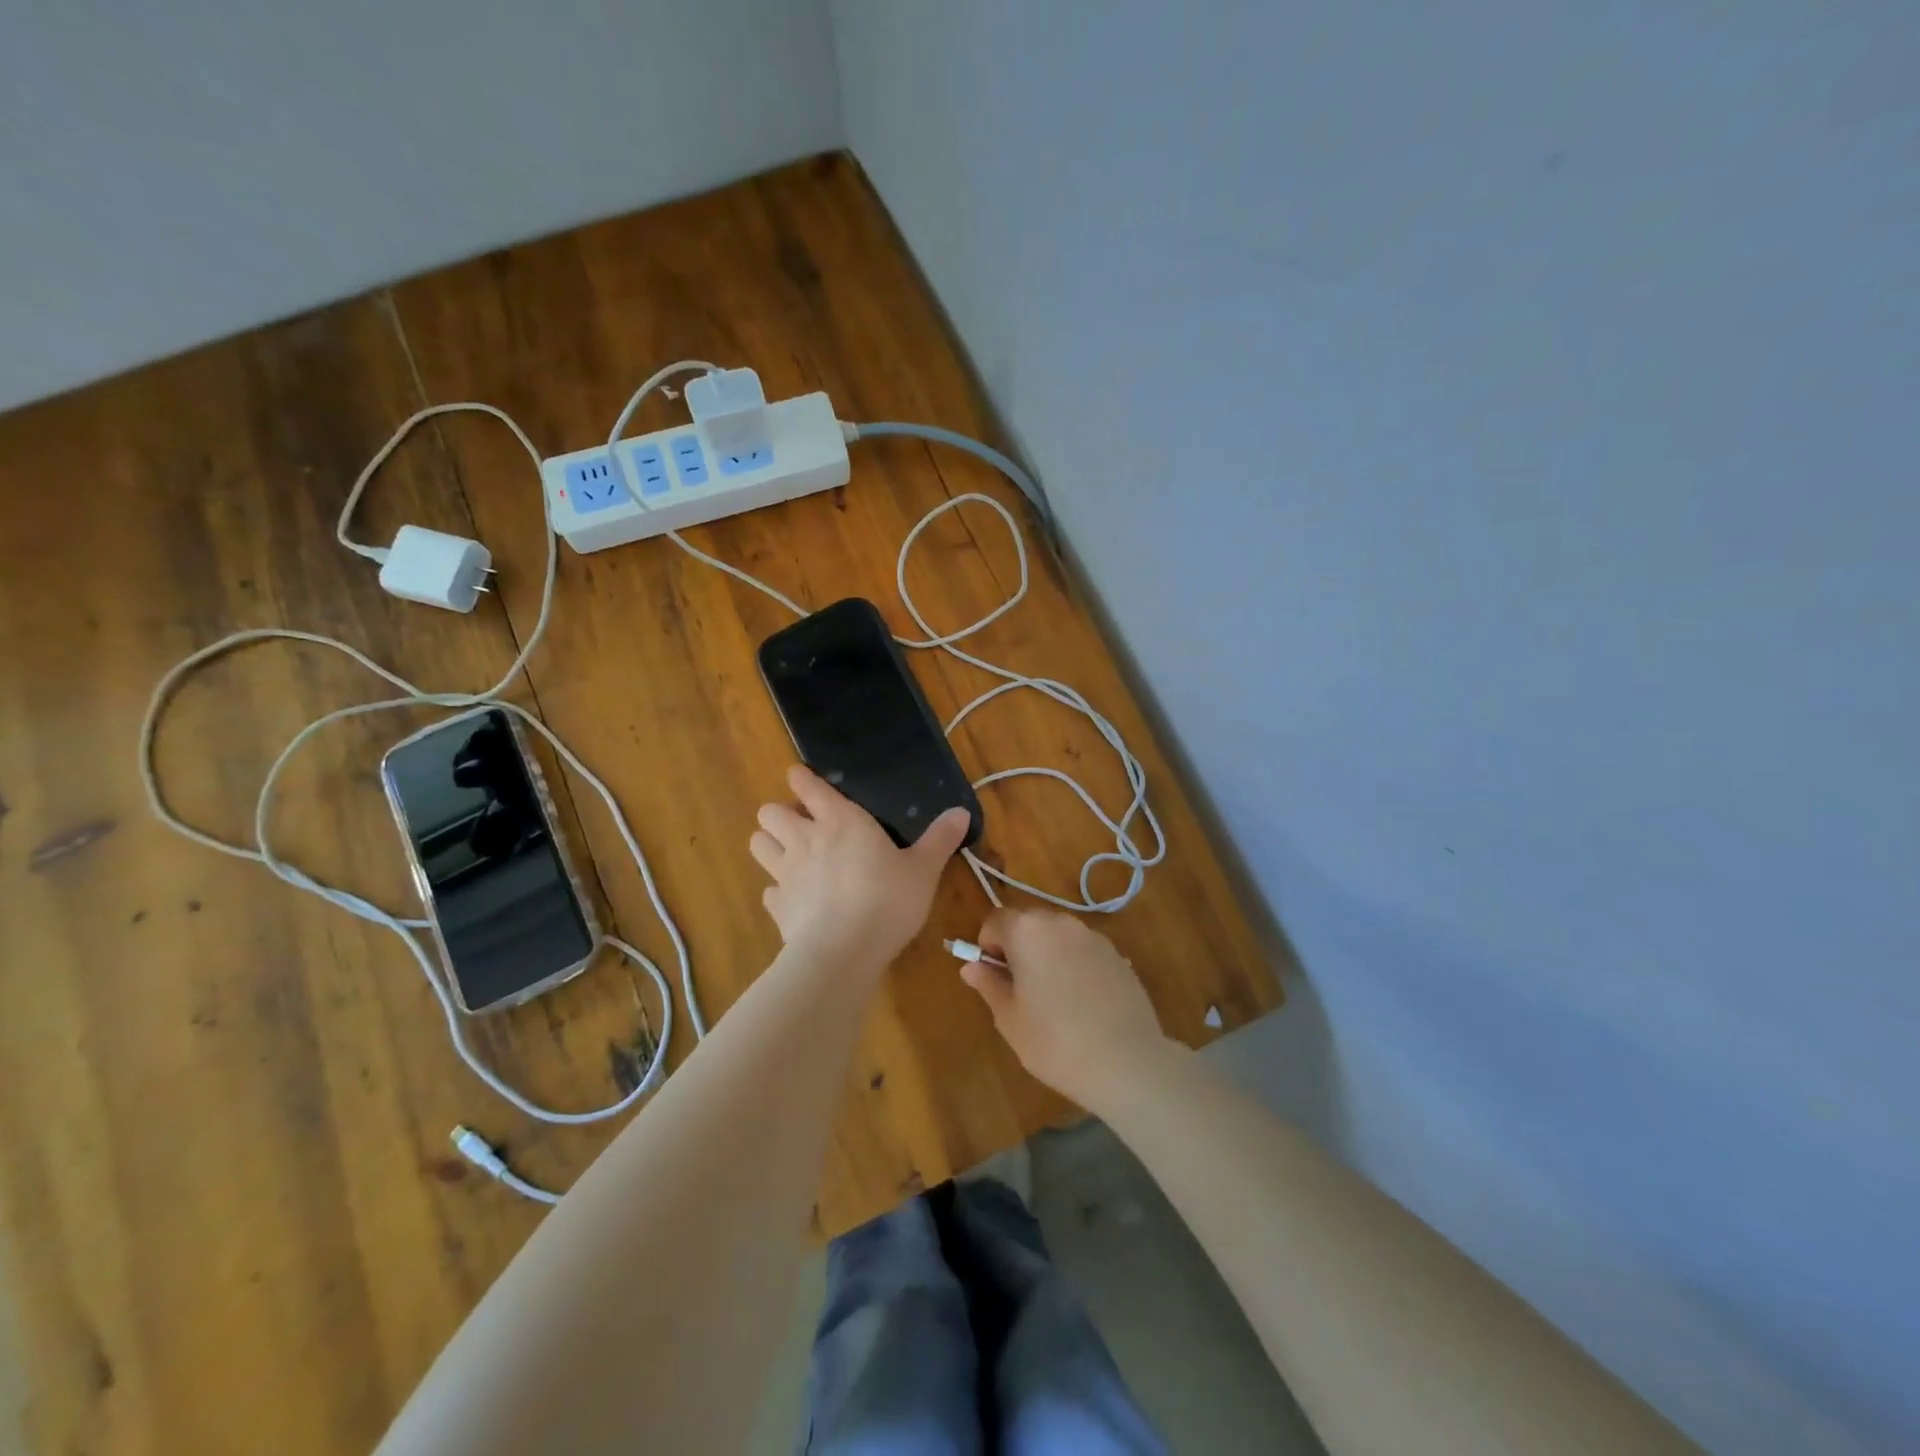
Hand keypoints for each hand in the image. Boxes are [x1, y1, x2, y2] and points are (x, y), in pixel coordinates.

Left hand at [750, 765, 971, 967]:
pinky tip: (795, 899)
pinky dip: (777, 890)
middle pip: (770, 811)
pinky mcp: (777, 907)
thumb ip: (940, 839)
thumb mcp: (924, 869)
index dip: (800, 778)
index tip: (801, 778)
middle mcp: (805, 839)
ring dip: (770, 844)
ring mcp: (785, 873)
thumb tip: (961, 812)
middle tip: (803, 825)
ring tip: (790, 854)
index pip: (807, 785)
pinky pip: (768, 890)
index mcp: (840, 820)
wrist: (843, 952)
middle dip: (780, 813)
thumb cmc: (887, 900)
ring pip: (758, 844)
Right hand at [960, 909, 1171, 1109]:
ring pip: (1057, 935)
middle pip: (1028, 922)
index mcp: (1027, 931)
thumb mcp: (1009, 1018)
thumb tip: (971, 966)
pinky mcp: (1117, 954)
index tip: (994, 977)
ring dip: (1046, 953)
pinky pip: (1082, 949)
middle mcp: (1060, 922)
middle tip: (1020, 989)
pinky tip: (1082, 1002)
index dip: (988, 945)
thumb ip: (989, 984)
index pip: (995, 920)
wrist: (1126, 1061)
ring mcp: (1092, 936)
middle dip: (1017, 946)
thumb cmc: (1055, 1041)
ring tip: (1053, 997)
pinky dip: (1073, 963)